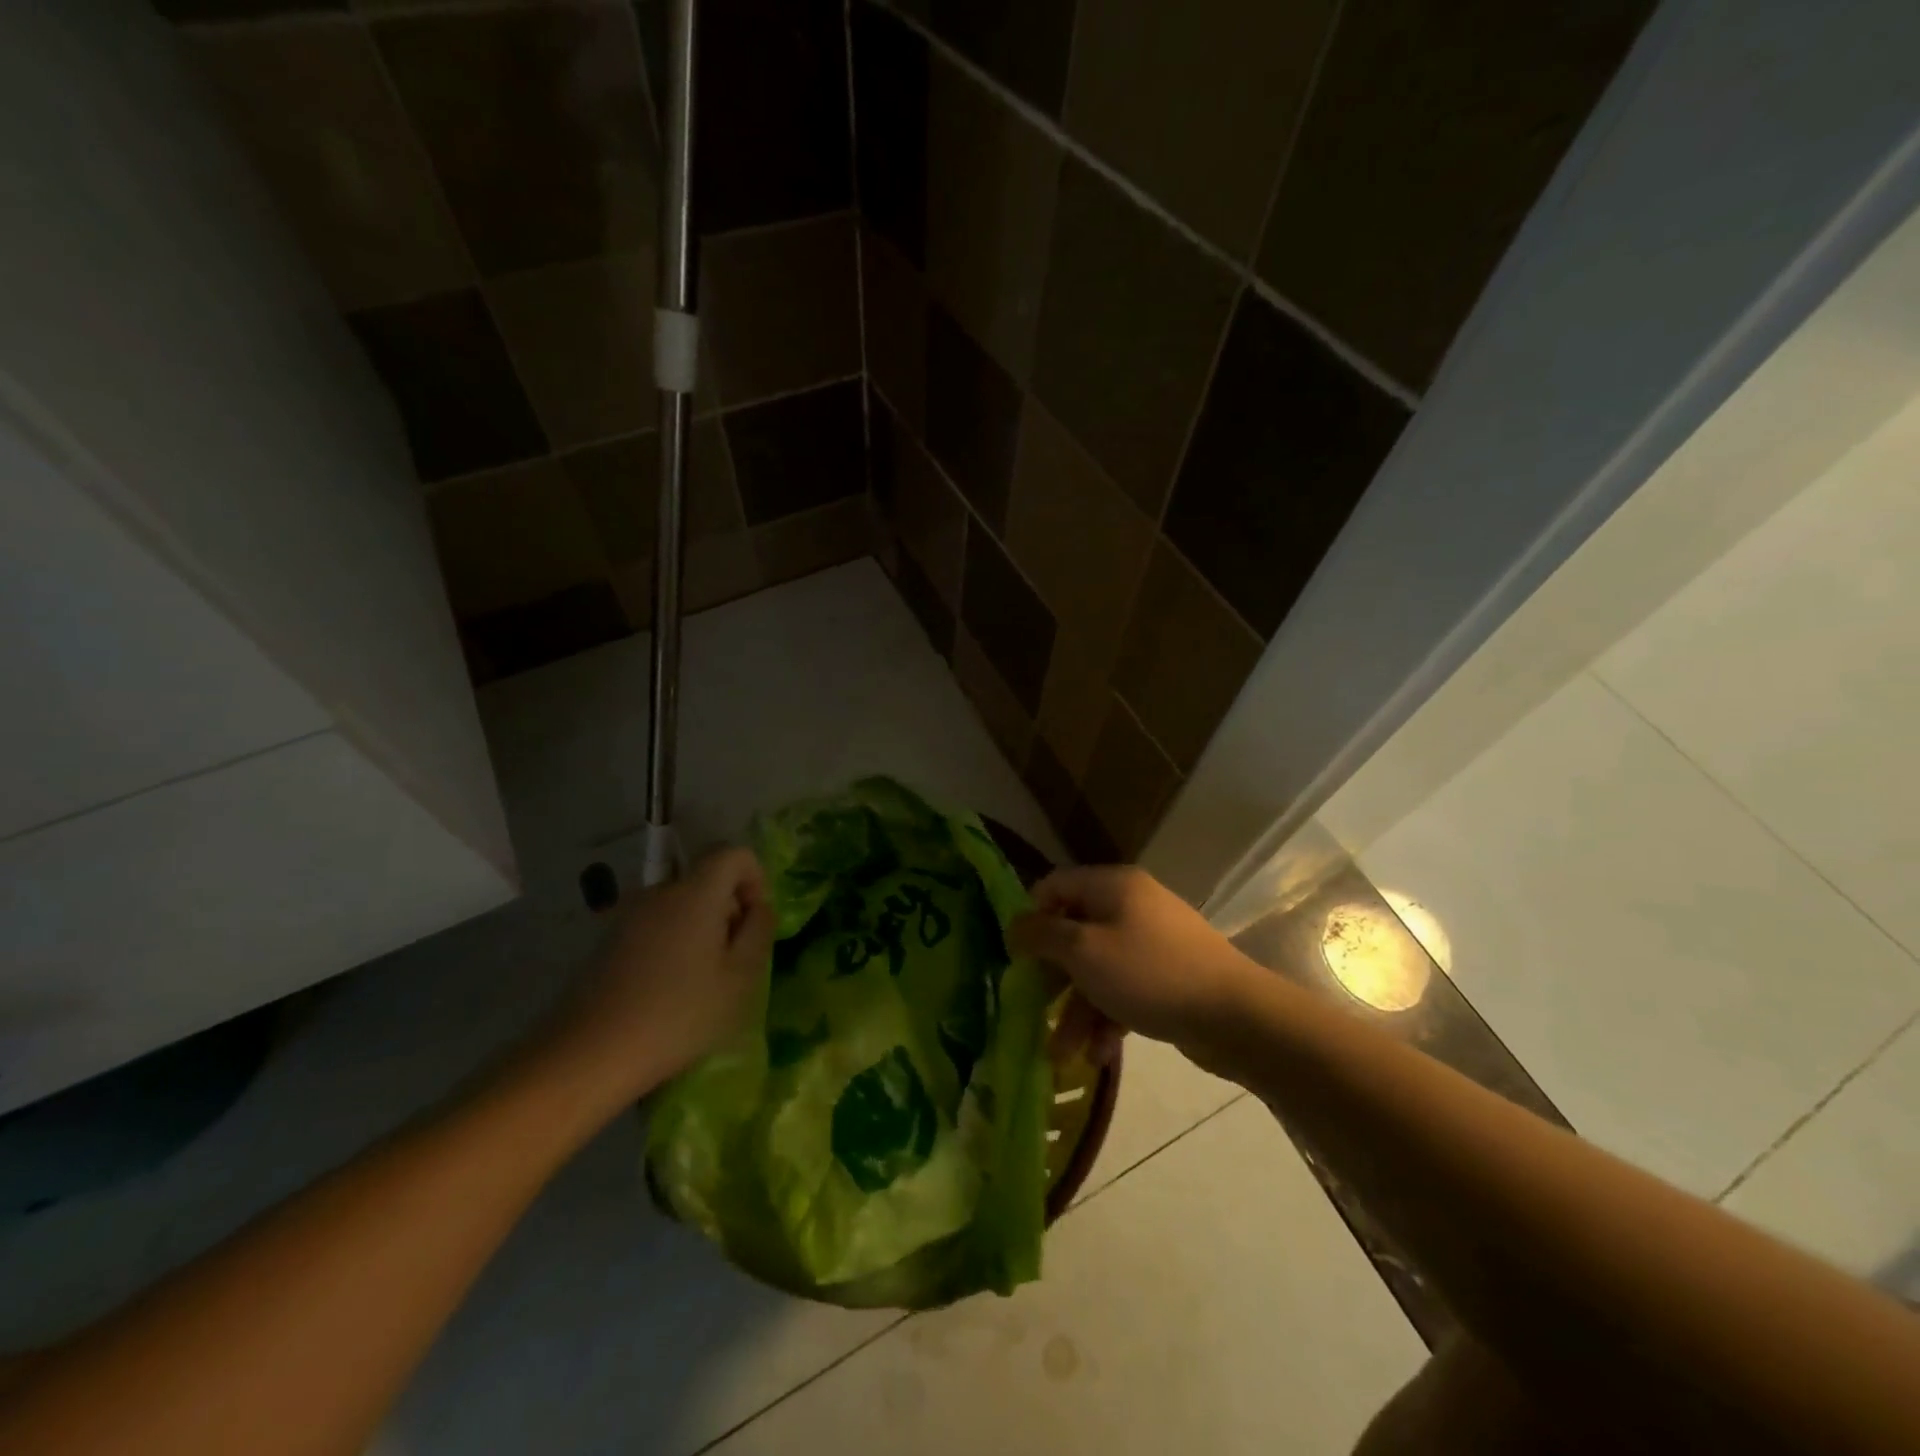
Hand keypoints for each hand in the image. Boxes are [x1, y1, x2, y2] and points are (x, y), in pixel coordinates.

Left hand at [542, 847, 774, 1108]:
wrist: (588, 1055)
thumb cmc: (679, 1014)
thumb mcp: (740, 977)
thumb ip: (759, 930)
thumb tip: (758, 907)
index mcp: (695, 892)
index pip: (734, 854)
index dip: (755, 879)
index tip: (754, 922)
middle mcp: (660, 891)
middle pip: (706, 879)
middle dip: (728, 909)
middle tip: (733, 960)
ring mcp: (628, 914)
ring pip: (681, 904)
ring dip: (701, 929)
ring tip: (701, 980)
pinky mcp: (608, 940)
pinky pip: (656, 925)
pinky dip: (673, 943)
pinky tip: (667, 990)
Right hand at [1010, 866, 1259, 1057]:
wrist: (1235, 1015)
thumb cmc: (1149, 973)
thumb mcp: (1084, 951)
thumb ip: (1042, 935)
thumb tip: (1015, 925)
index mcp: (1111, 886)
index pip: (1055, 886)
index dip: (1032, 918)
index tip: (1017, 957)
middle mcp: (1131, 905)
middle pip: (1075, 932)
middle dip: (1054, 978)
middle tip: (1035, 1011)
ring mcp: (1152, 942)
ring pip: (1098, 969)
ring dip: (1078, 1009)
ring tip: (1065, 1054)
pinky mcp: (1168, 976)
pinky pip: (1125, 989)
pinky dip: (1109, 1017)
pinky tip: (1101, 1053)